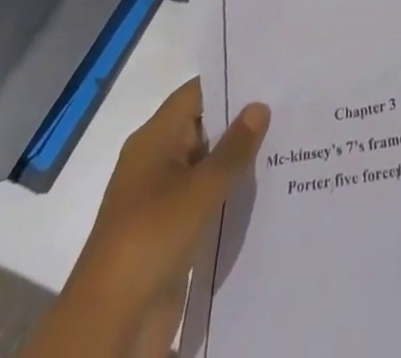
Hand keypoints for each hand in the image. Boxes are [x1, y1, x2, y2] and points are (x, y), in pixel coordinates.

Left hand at [22, 79, 269, 357]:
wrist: (111, 323)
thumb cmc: (152, 237)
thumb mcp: (201, 188)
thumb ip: (234, 147)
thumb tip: (259, 106)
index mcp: (154, 139)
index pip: (196, 94)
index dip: (231, 82)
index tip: (271, 76)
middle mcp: (156, 162)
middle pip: (203, 128)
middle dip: (241, 122)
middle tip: (289, 109)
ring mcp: (161, 199)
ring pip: (206, 166)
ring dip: (238, 161)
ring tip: (288, 145)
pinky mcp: (169, 233)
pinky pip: (205, 201)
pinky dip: (229, 194)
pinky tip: (265, 191)